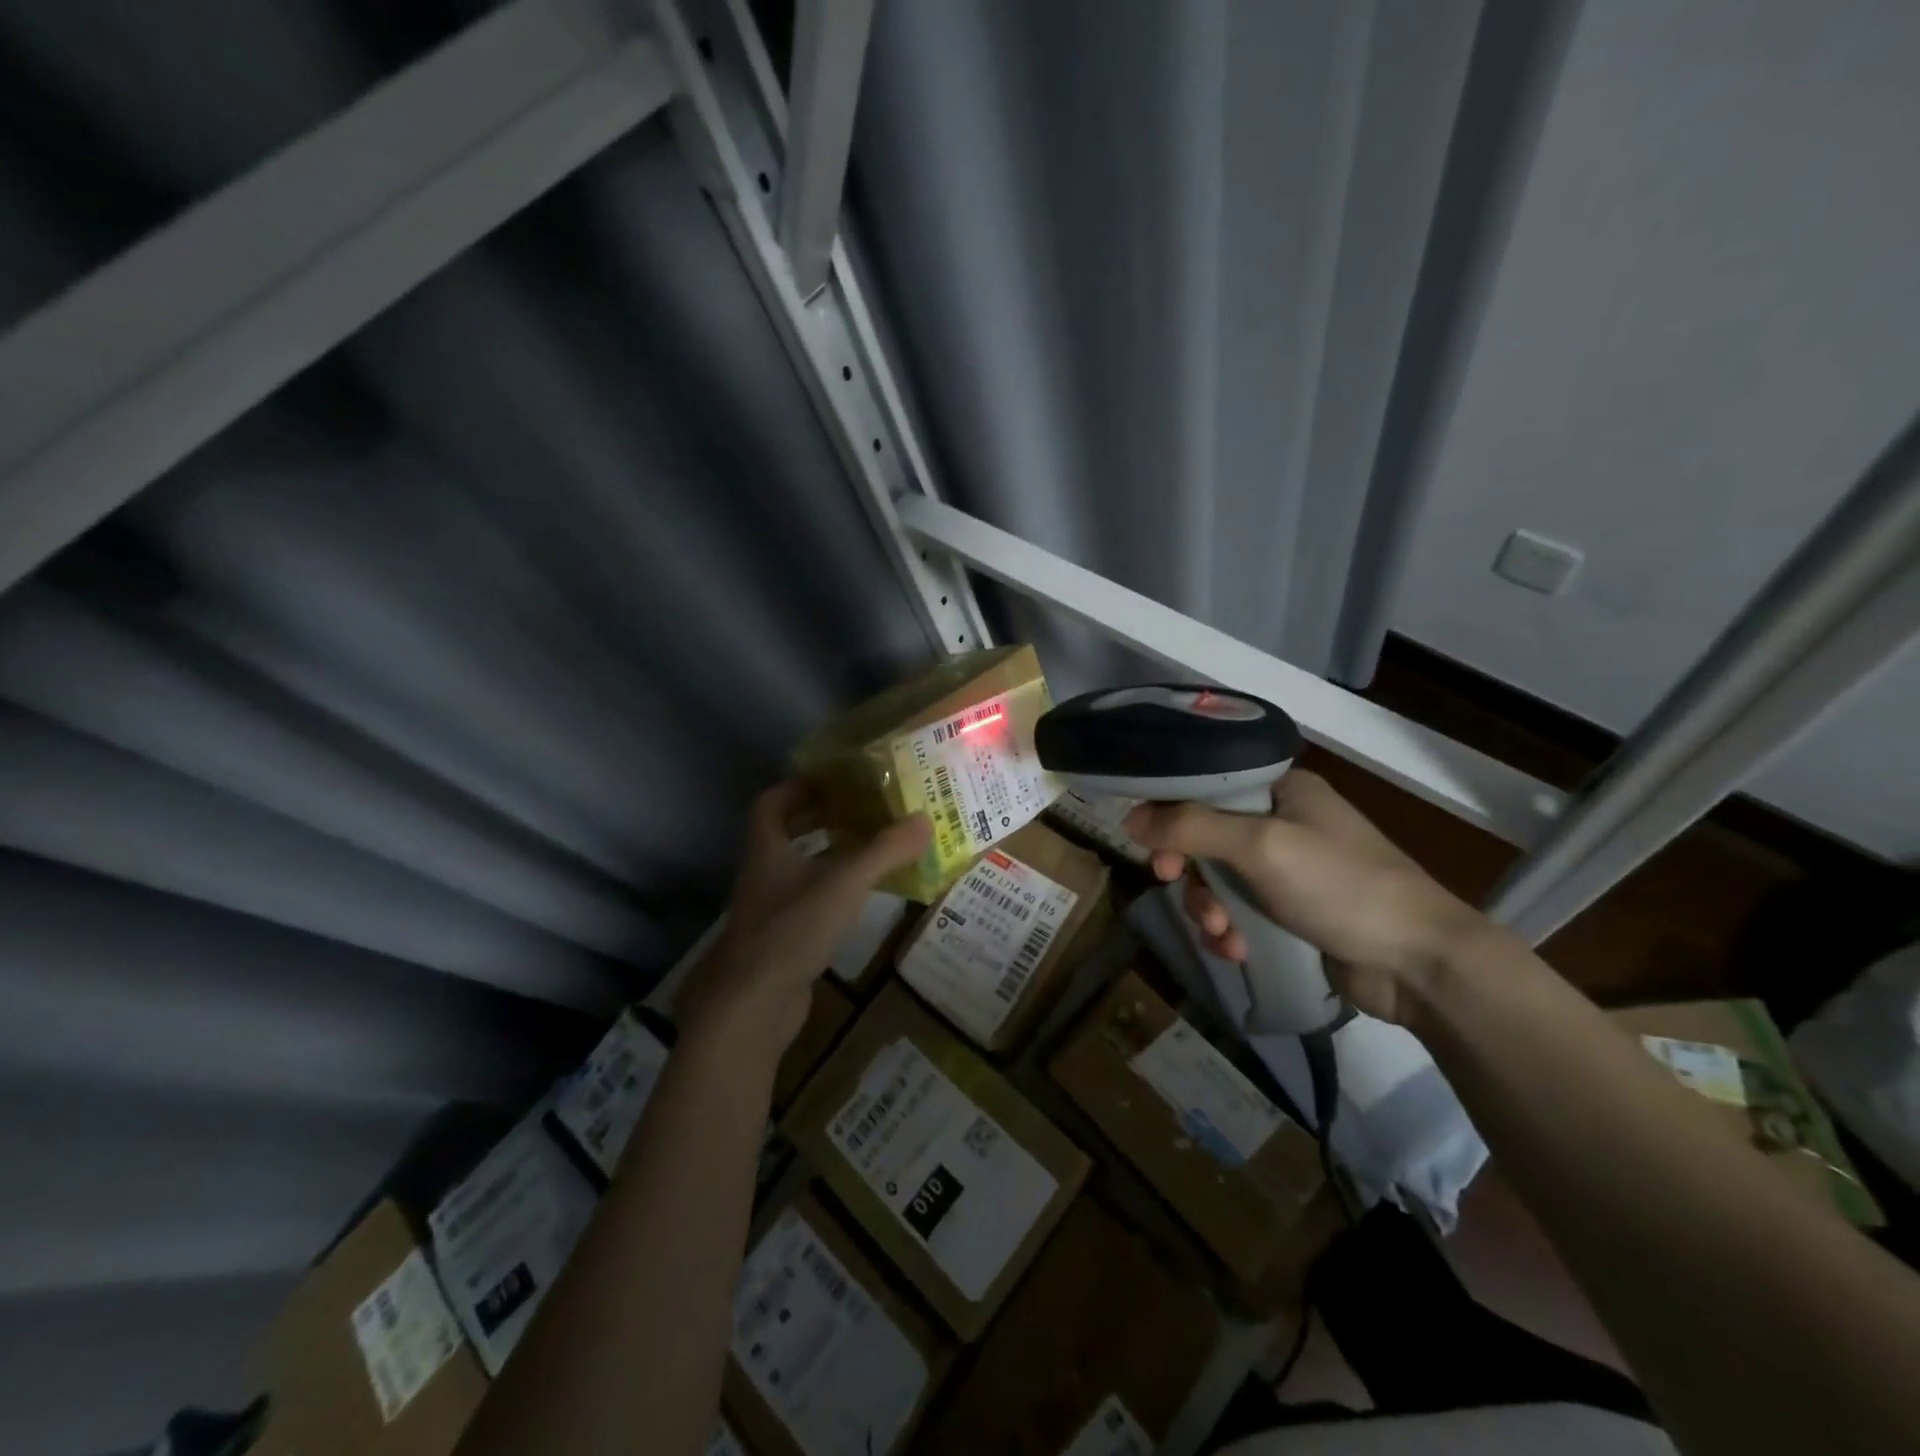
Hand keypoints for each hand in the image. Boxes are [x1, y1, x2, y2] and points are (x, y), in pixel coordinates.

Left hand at [679, 782, 930, 1057]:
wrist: (753, 1006)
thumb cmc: (792, 930)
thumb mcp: (844, 884)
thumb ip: (885, 851)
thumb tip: (925, 820)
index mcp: (768, 848)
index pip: (772, 802)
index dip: (800, 785)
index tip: (834, 779)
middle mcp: (764, 873)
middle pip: (786, 832)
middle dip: (820, 817)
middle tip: (860, 807)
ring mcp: (771, 908)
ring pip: (798, 867)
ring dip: (828, 853)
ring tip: (869, 844)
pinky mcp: (782, 938)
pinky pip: (808, 899)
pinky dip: (832, 889)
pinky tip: (860, 894)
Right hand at [1124, 770, 1488, 1024]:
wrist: (1418, 963)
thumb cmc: (1341, 886)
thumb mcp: (1260, 846)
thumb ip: (1191, 827)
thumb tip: (1130, 818)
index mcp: (1280, 789)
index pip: (1205, 784)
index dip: (1170, 811)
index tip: (1151, 845)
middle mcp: (1281, 821)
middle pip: (1203, 835)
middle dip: (1188, 869)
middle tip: (1172, 885)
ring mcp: (1286, 868)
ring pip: (1216, 878)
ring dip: (1207, 906)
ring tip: (1221, 932)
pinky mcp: (1289, 910)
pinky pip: (1236, 910)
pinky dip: (1228, 929)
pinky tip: (1235, 950)